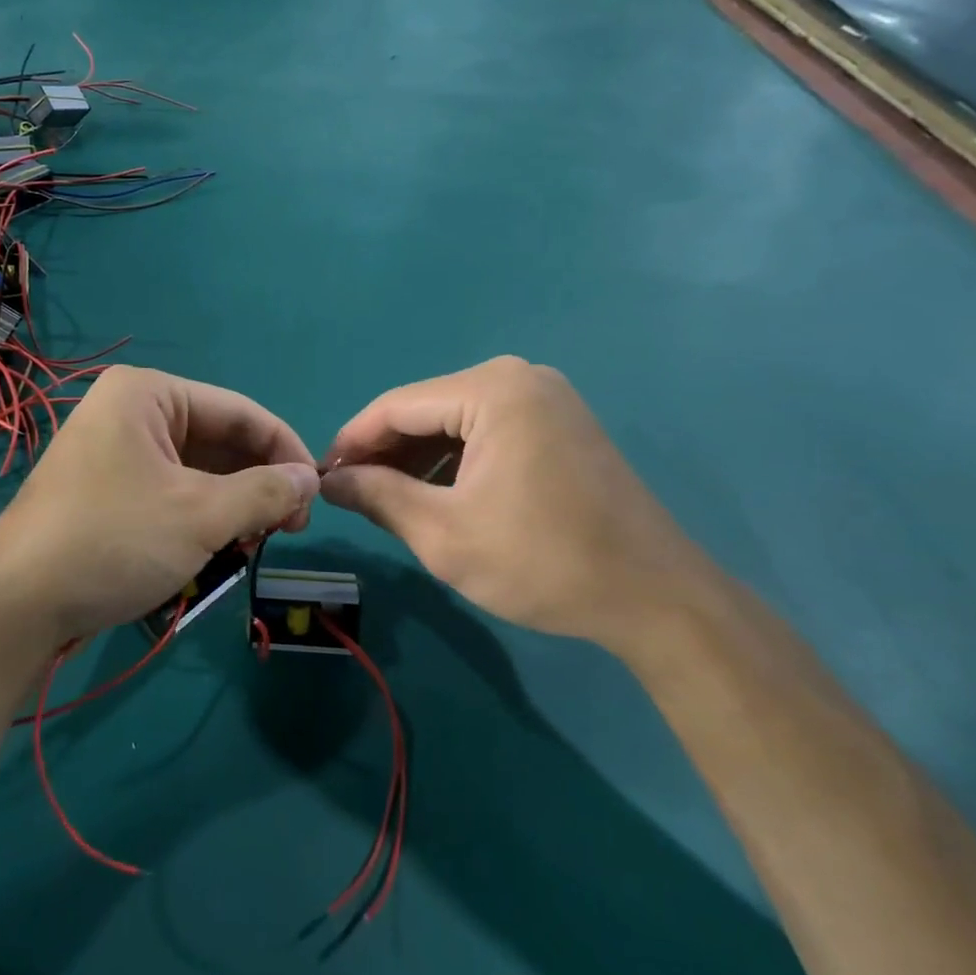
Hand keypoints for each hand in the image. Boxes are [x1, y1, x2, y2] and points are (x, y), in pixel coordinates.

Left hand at [0, 366, 319, 647]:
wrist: (14, 606)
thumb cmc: (113, 541)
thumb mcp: (201, 515)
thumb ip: (264, 492)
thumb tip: (310, 479)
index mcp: (149, 393)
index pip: (241, 411)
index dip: (286, 450)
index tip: (317, 495)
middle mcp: (131, 411)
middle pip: (220, 439)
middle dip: (259, 482)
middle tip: (290, 528)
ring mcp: (116, 451)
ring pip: (198, 470)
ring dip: (234, 504)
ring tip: (257, 542)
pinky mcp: (109, 490)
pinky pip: (172, 491)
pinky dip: (203, 516)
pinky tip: (224, 547)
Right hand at [320, 357, 724, 653]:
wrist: (655, 597)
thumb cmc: (543, 561)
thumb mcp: (444, 533)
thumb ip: (379, 497)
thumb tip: (330, 480)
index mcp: (492, 389)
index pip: (396, 406)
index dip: (352, 441)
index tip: (321, 477)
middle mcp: (520, 377)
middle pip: (427, 410)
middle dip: (385, 452)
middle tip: (351, 494)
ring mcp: (546, 398)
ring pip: (456, 421)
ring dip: (418, 459)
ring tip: (387, 500)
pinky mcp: (561, 424)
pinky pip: (489, 432)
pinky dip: (456, 461)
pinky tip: (438, 495)